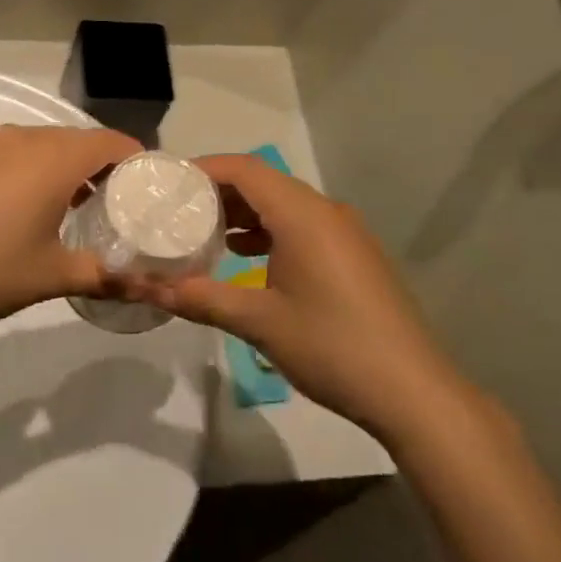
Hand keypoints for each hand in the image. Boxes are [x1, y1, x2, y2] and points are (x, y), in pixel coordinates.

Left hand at [0, 125, 142, 341]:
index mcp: (52, 158)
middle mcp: (21, 138)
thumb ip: (102, 276)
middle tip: (116, 206)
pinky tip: (20, 209)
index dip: (137, 161)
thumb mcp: (49, 277)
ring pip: (41, 146)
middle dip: (101, 168)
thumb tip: (146, 288)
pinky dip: (29, 172)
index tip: (150, 190)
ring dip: (63, 169)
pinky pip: (10, 155)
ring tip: (72, 209)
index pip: (111, 142)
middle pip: (76, 140)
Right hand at [149, 155, 473, 443]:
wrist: (413, 392)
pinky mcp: (353, 255)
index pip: (245, 169)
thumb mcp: (258, 322)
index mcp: (303, 215)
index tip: (167, 184)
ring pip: (283, 204)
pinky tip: (244, 256)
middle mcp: (326, 212)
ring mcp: (344, 233)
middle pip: (263, 182)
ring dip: (243, 211)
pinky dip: (267, 230)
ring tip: (202, 231)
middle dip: (218, 190)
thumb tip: (146, 288)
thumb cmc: (332, 347)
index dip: (203, 169)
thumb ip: (200, 298)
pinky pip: (301, 225)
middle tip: (176, 208)